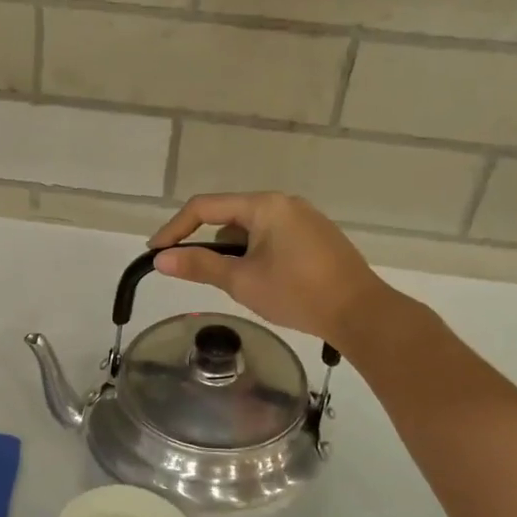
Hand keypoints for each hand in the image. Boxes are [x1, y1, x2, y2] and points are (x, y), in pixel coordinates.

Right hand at [148, 191, 391, 345]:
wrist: (361, 313)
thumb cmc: (297, 293)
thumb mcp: (241, 281)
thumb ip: (199, 266)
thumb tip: (160, 259)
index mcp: (265, 205)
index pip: (205, 207)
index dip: (175, 229)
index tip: (156, 252)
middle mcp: (285, 203)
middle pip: (229, 217)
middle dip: (209, 245)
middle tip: (197, 275)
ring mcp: (305, 220)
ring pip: (252, 231)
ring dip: (235, 253)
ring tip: (237, 287)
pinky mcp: (317, 238)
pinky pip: (273, 239)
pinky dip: (257, 256)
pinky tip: (264, 284)